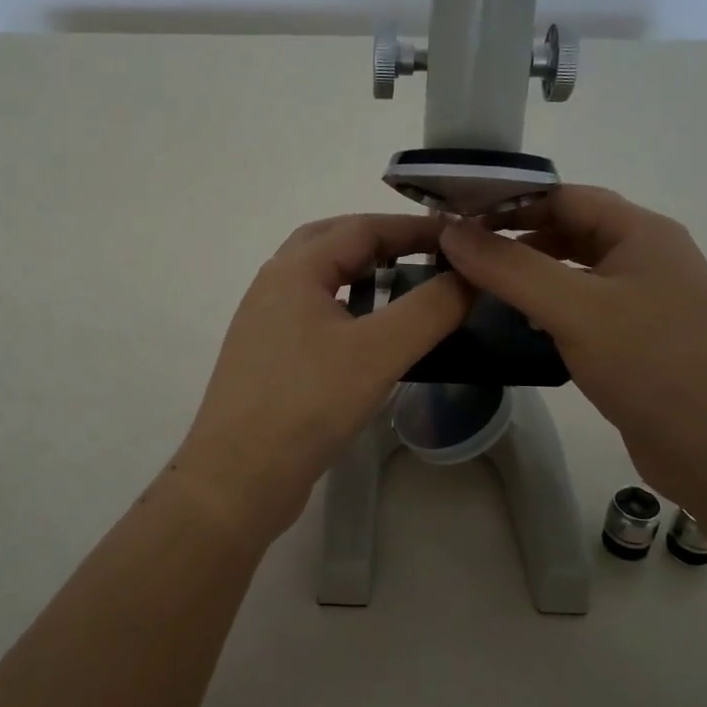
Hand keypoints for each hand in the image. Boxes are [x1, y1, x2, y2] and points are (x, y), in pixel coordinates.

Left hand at [173, 214, 470, 538]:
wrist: (237, 479)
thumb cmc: (306, 405)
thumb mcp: (378, 352)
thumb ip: (429, 309)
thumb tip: (469, 276)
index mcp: (293, 271)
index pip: (360, 227)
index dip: (413, 227)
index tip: (460, 237)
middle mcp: (273, 286)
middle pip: (333, 242)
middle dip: (383, 241)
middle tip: (429, 254)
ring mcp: (266, 324)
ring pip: (321, 280)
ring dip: (363, 274)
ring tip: (407, 288)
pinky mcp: (269, 359)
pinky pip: (315, 314)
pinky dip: (349, 309)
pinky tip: (372, 338)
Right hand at [439, 186, 706, 520]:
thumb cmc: (655, 366)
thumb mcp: (576, 309)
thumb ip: (510, 268)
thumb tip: (451, 231)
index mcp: (643, 233)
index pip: (565, 196)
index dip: (510, 202)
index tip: (457, 217)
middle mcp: (647, 259)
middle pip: (571, 231)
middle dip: (516, 239)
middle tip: (460, 255)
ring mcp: (647, 303)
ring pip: (576, 273)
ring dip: (531, 275)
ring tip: (478, 287)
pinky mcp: (639, 343)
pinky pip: (585, 311)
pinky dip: (549, 310)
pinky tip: (519, 327)